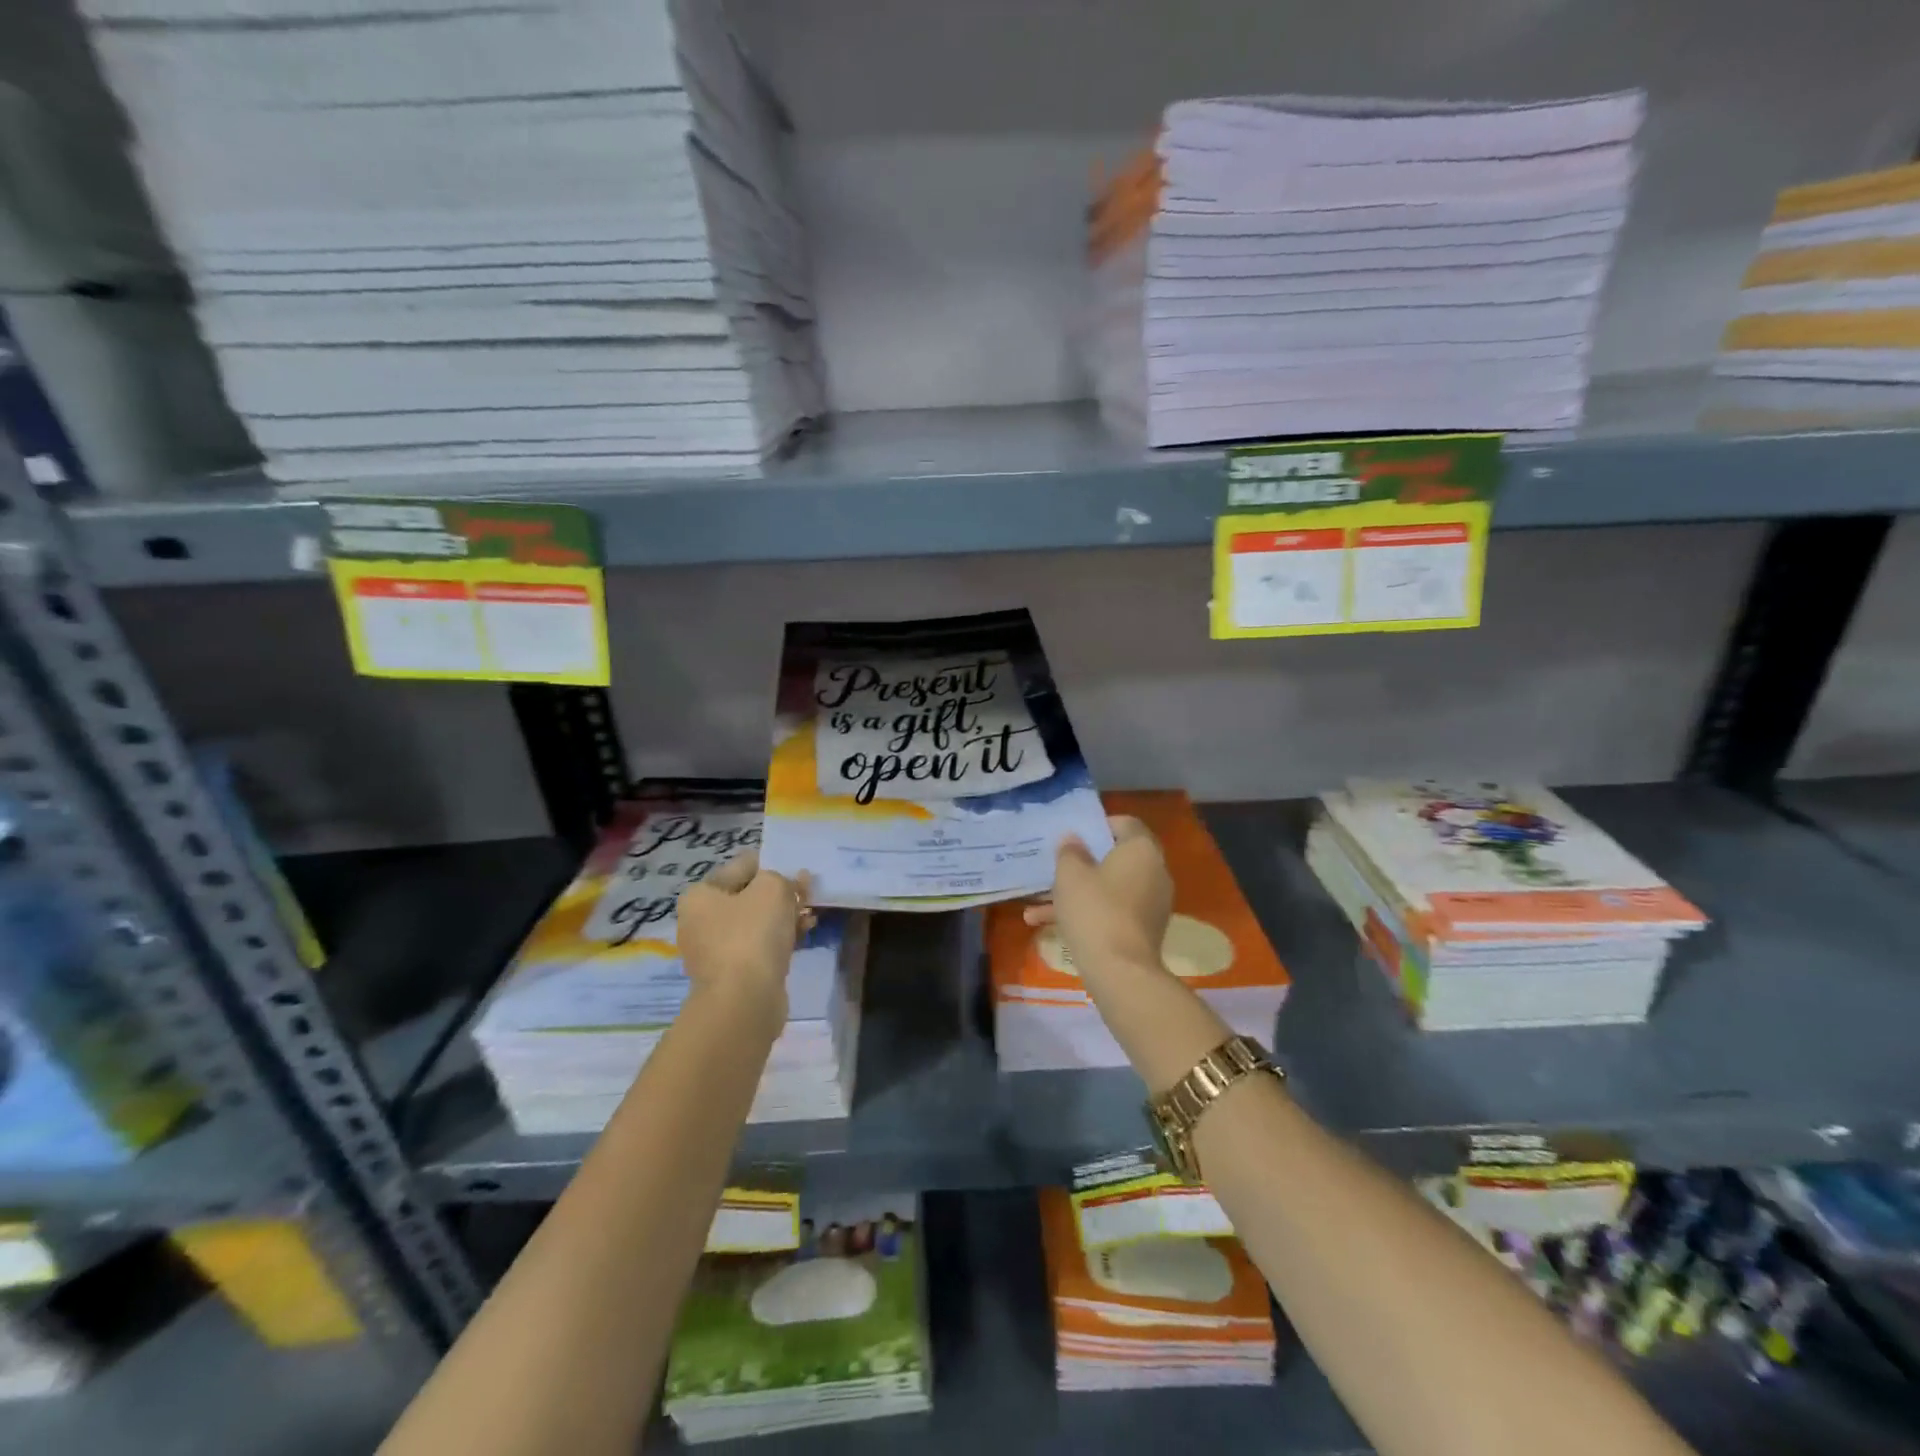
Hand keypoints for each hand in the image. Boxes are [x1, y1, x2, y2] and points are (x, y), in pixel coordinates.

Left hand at [677, 852, 812, 1033]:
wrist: (744, 1000)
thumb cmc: (752, 934)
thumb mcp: (772, 889)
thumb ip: (783, 878)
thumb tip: (791, 882)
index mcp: (700, 896)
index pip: (741, 867)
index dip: (771, 864)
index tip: (797, 870)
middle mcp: (700, 922)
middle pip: (748, 896)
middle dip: (780, 893)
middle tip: (807, 893)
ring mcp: (715, 951)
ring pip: (756, 923)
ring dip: (784, 916)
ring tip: (810, 915)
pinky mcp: (732, 974)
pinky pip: (759, 947)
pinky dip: (780, 939)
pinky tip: (804, 934)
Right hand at [1024, 815, 1172, 978]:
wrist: (1120, 971)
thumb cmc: (1094, 910)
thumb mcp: (1070, 874)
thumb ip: (1070, 851)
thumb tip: (1074, 840)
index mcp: (1141, 850)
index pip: (1125, 823)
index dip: (1098, 825)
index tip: (1074, 834)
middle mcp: (1154, 872)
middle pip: (1116, 858)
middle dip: (1082, 864)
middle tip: (1057, 866)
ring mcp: (1152, 903)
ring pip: (1109, 888)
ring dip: (1077, 893)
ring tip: (1037, 906)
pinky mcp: (1145, 929)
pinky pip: (1113, 911)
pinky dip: (1088, 913)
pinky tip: (1049, 926)